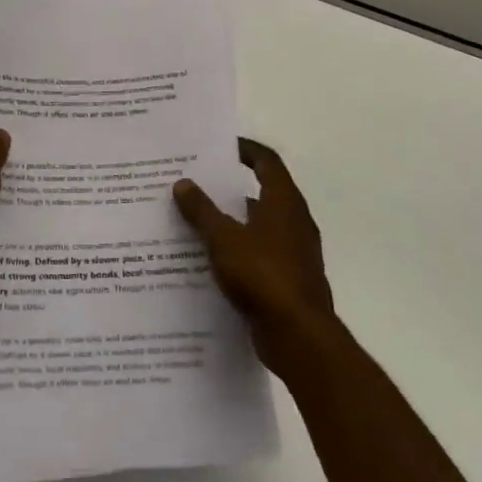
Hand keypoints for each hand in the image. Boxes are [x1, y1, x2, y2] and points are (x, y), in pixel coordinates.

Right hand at [173, 138, 333, 373]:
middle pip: (262, 193)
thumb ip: (202, 210)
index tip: (219, 146)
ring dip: (231, 223)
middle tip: (195, 184)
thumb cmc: (263, 275)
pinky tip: (208, 261)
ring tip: (193, 222)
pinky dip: (236, 252)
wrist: (299, 336)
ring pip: (258, 227)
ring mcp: (294, 253)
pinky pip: (258, 256)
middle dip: (229, 188)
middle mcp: (294, 222)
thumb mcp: (223, 238)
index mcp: (284, 203)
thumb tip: (182, 183)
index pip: (267, 162)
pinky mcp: (288, 281)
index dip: (245, 149)